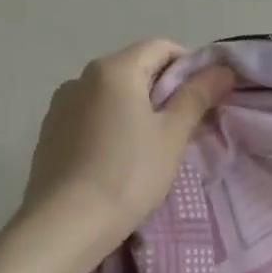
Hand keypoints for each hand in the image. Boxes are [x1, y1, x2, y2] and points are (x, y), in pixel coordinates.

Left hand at [20, 39, 235, 243]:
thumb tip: (223, 69)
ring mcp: (61, 104)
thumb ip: (197, 96)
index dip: (190, 67)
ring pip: (111, 93)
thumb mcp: (172, 135)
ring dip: (136, 107)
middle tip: (183, 127)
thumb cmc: (128, 175)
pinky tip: (117, 159)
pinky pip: (90, 114)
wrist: (64, 225)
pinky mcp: (49, 132)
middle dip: (164, 90)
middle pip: (135, 68)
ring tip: (149, 146)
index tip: (203, 100)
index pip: (162, 47)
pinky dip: (110, 124)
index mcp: (114, 69)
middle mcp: (82, 77)